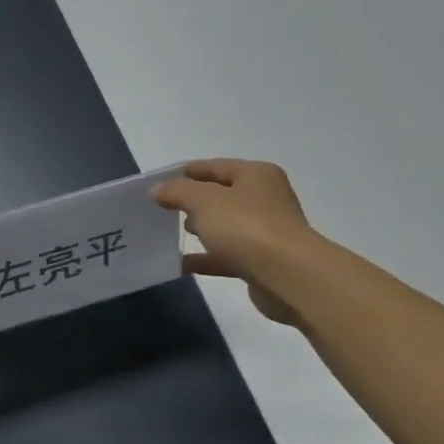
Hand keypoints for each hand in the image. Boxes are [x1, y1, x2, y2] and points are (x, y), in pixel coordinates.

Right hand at [152, 160, 321, 324]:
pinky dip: (205, 258)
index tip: (155, 185)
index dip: (183, 173)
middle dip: (191, 201)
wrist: (288, 277)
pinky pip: (226, 255)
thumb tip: (157, 189)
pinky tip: (181, 264)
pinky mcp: (261, 260)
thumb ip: (177, 191)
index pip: (212, 166)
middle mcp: (264, 198)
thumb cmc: (246, 227)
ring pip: (224, 225)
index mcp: (255, 175)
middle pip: (219, 195)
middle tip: (163, 210)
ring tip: (170, 234)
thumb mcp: (204, 201)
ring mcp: (265, 231)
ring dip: (200, 229)